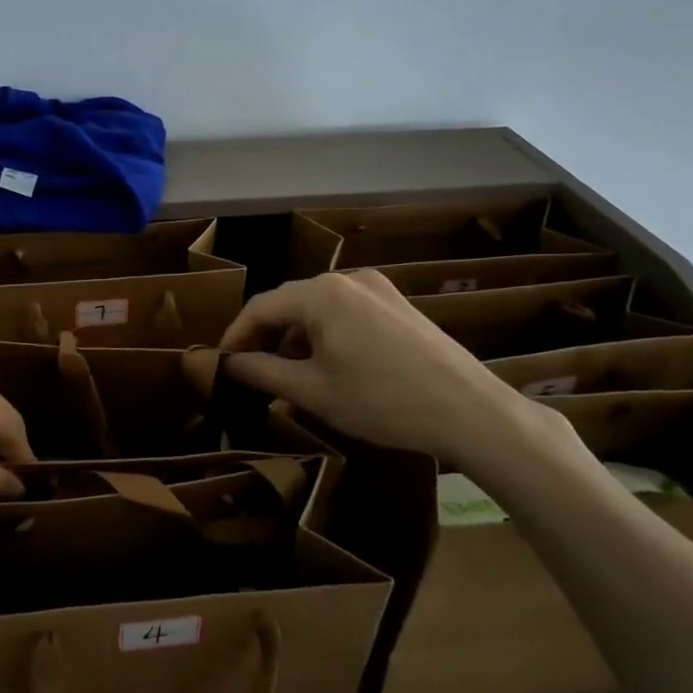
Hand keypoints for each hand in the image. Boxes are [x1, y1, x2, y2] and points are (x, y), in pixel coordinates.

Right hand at [220, 270, 528, 464]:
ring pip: (319, 307)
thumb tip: (226, 364)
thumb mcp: (312, 391)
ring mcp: (378, 288)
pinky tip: (328, 364)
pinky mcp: (399, 304)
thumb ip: (261, 372)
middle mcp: (349, 279)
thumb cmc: (382, 401)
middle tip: (251, 371)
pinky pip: (346, 311)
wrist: (471, 413)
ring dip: (296, 336)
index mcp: (322, 293)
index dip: (236, 335)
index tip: (221, 364)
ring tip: (288, 373)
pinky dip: (326, 333)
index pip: (261, 307)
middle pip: (290, 302)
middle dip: (266, 336)